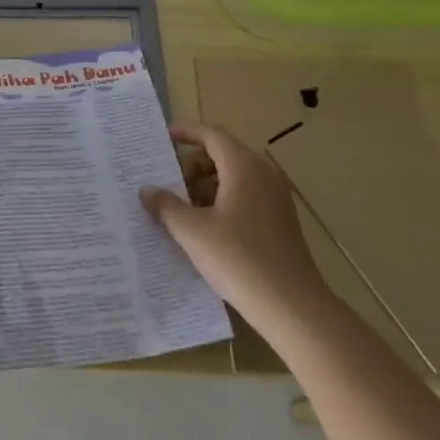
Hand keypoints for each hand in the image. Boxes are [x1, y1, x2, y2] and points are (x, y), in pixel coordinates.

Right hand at [140, 123, 331, 325]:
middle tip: (166, 186)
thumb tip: (147, 190)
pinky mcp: (279, 220)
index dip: (185, 133)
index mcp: (244, 167)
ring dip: (204, 186)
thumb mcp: (192, 231)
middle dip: (191, 166)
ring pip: (233, 177)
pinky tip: (204, 229)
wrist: (292, 306)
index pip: (211, 134)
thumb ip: (166, 205)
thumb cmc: (238, 259)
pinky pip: (245, 196)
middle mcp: (263, 174)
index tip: (161, 140)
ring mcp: (275, 198)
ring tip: (180, 210)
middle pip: (222, 154)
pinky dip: (221, 201)